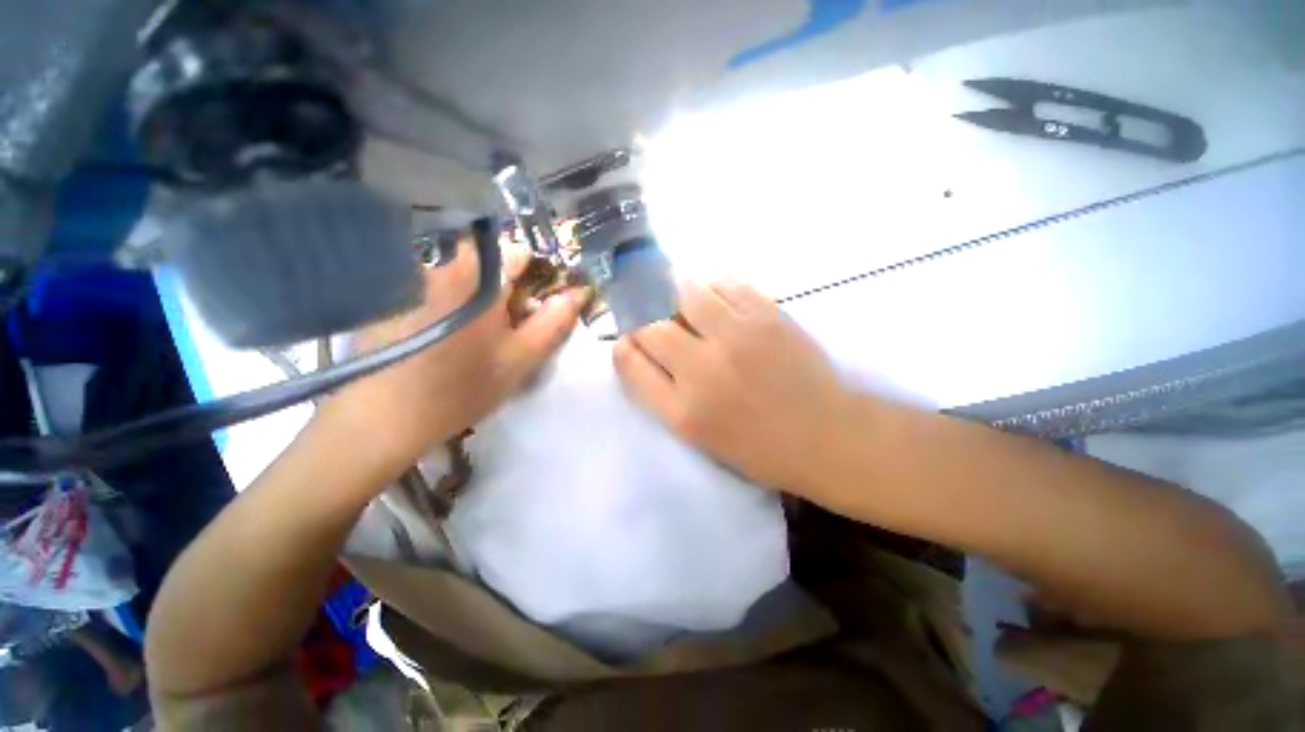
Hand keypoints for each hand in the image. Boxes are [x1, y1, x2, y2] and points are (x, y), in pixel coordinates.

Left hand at [319, 242, 585, 478]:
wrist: (383, 416)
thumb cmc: (462, 387)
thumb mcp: (521, 358)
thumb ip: (555, 322)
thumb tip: (578, 292)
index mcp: (478, 275)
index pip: (521, 254)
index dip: (538, 280)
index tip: (537, 309)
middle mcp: (442, 262)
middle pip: (491, 262)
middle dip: (508, 289)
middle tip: (508, 329)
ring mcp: (412, 275)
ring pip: (464, 274)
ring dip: (480, 297)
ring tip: (477, 337)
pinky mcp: (392, 292)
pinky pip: (437, 284)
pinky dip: (452, 301)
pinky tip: (446, 335)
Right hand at [613, 279, 848, 494]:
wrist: (825, 435)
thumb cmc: (757, 444)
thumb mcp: (696, 433)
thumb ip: (660, 391)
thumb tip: (637, 347)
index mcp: (683, 410)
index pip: (629, 361)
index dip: (624, 345)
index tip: (631, 340)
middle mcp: (703, 369)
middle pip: (650, 326)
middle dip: (646, 321)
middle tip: (660, 322)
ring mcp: (738, 337)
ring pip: (685, 293)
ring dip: (677, 296)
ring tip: (689, 308)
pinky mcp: (768, 316)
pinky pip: (726, 283)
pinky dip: (713, 286)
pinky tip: (718, 300)